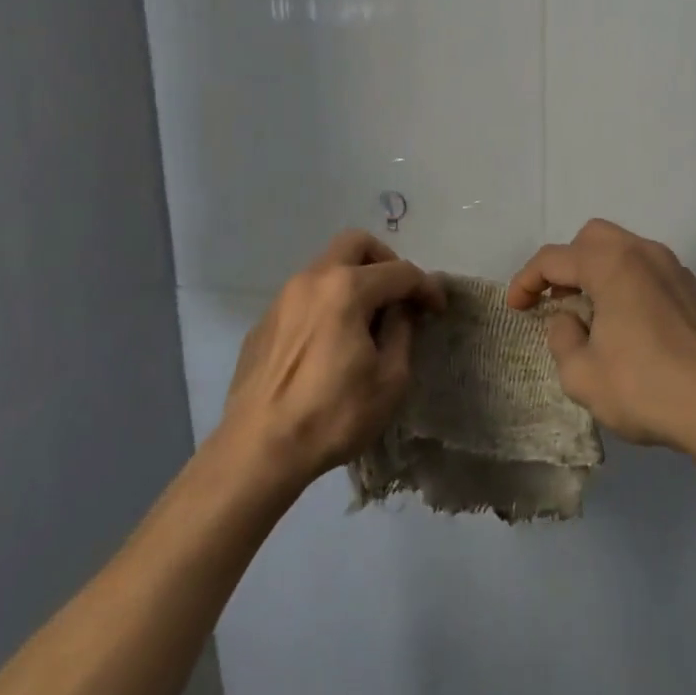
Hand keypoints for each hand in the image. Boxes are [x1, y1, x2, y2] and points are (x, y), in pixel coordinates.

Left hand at [220, 230, 443, 490]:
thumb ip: (402, 332)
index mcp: (347, 288)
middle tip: (398, 294)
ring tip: (365, 320)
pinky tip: (329, 342)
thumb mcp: (389, 380)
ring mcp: (283, 298)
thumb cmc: (333, 415)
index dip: (426, 287)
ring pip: (326, 266)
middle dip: (384, 261)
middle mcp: (313, 279)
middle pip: (355, 244)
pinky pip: (304, 296)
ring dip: (352, 280)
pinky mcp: (264, 322)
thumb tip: (401, 310)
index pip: (400, 271)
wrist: (257, 450)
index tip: (438, 308)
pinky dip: (326, 303)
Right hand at [506, 218, 695, 459]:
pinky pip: (657, 277)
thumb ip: (562, 339)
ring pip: (629, 252)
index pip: (554, 258)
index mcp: (612, 264)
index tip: (516, 307)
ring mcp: (680, 271)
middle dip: (568, 263)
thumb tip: (569, 320)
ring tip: (596, 315)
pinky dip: (636, 290)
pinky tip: (639, 331)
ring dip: (603, 274)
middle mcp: (646, 254)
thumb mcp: (582, 376)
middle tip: (558, 299)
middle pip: (594, 238)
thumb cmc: (647, 388)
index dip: (526, 280)